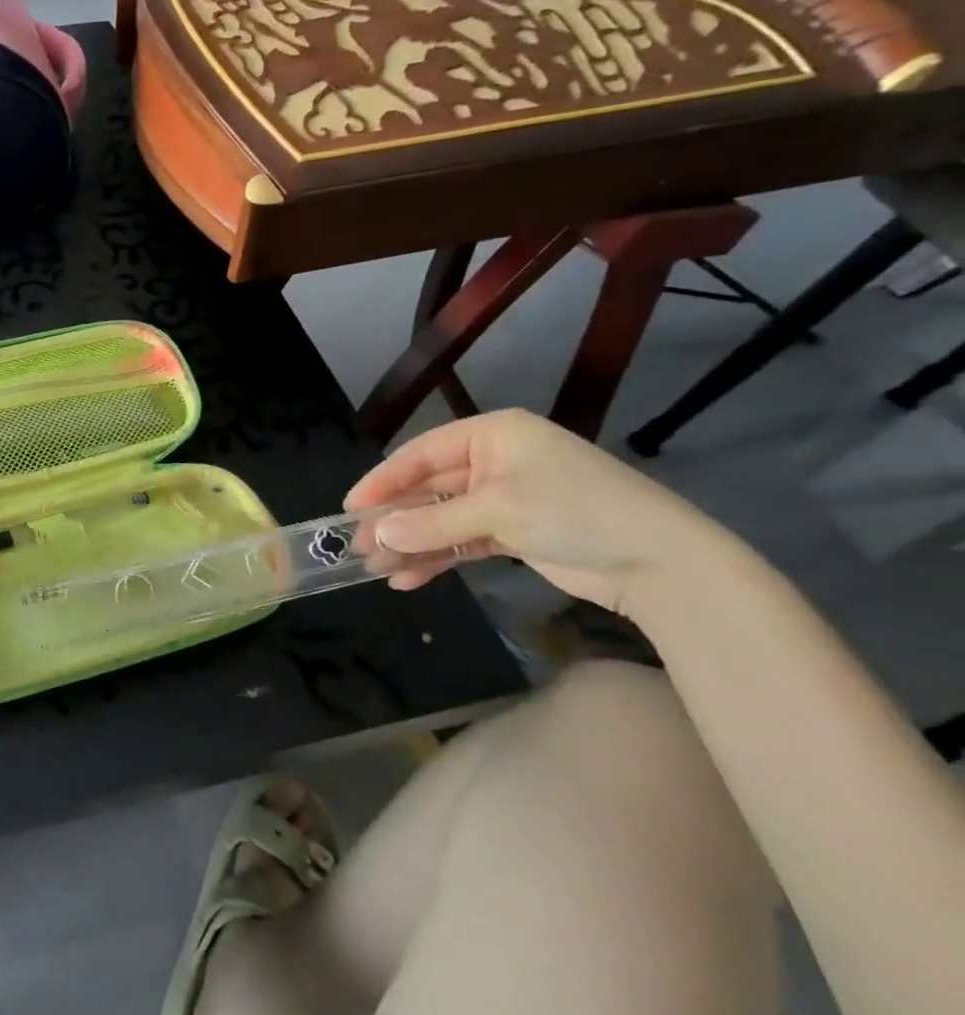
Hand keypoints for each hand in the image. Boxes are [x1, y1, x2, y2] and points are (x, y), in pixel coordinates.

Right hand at [343, 409, 724, 615]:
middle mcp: (495, 461)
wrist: (664, 564)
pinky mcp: (515, 532)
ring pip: (442, 518)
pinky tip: (410, 579)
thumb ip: (433, 522)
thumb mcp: (499, 511)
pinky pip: (462, 540)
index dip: (382, 480)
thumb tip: (378, 537)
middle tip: (359, 545)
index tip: (350, 507)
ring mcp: (505, 498)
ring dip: (412, 543)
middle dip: (395, 519)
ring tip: (378, 570)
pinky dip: (438, 557)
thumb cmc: (576, 512)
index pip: (421, 453)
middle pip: (429, 488)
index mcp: (492, 435)